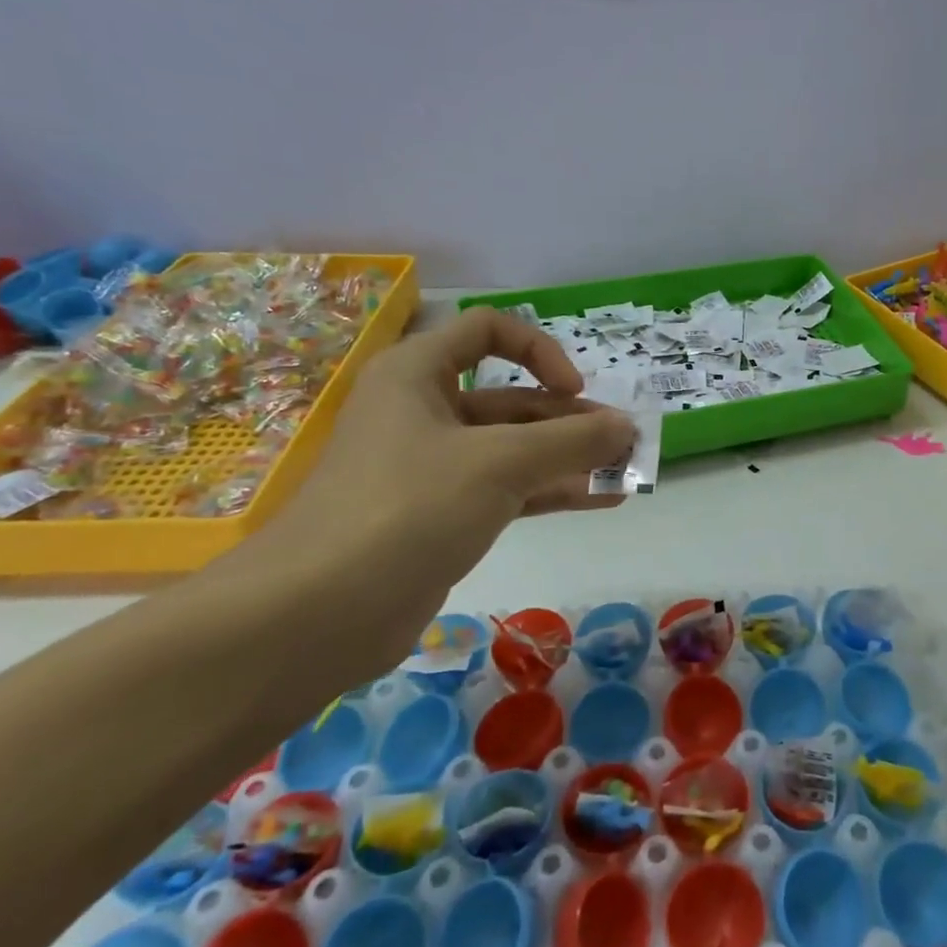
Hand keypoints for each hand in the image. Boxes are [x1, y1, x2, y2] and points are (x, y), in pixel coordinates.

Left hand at [247, 307, 636, 676]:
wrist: (318, 614)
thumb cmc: (408, 506)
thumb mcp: (500, 463)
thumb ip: (571, 441)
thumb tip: (628, 428)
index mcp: (417, 373)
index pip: (487, 332)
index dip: (538, 351)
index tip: (573, 390)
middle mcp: (423, 411)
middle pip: (510, 399)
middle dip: (571, 419)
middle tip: (624, 442)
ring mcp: (430, 468)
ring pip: (512, 449)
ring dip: (569, 458)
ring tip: (625, 472)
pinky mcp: (440, 516)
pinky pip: (505, 490)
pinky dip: (550, 492)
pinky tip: (601, 500)